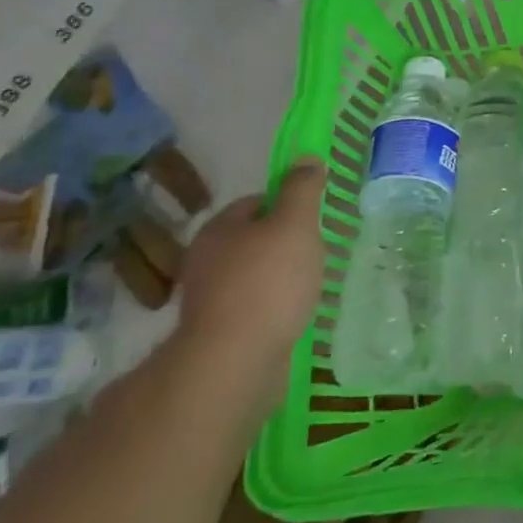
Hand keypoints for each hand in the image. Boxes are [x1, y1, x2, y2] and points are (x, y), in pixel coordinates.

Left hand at [174, 158, 327, 386]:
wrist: (233, 364)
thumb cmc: (267, 283)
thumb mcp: (295, 224)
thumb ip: (302, 189)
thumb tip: (307, 158)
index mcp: (218, 229)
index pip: (256, 202)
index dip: (288, 204)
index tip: (313, 219)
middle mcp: (205, 261)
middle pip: (253, 240)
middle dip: (284, 244)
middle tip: (317, 252)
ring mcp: (208, 302)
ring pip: (253, 276)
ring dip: (279, 279)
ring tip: (310, 286)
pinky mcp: (218, 336)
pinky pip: (253, 310)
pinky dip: (273, 309)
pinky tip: (294, 316)